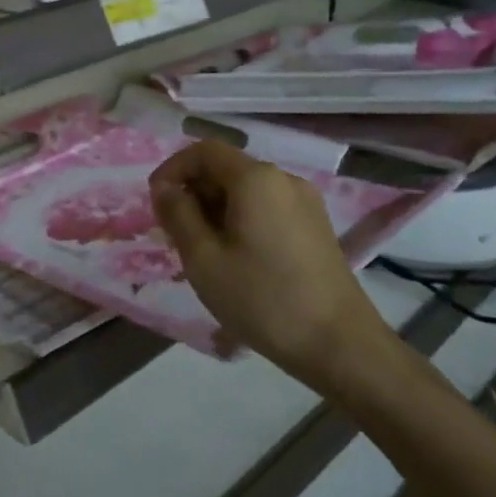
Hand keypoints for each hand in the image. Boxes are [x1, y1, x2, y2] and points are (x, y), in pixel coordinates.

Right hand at [150, 140, 395, 389]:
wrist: (341, 346)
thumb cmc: (263, 299)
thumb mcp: (204, 259)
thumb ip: (178, 215)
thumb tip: (164, 188)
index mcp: (256, 179)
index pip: (204, 151)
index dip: (173, 169)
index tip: (155, 201)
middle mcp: (283, 179)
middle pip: (227, 168)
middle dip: (194, 191)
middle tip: (174, 232)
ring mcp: (305, 202)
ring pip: (246, 190)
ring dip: (216, 208)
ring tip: (201, 249)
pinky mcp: (316, 226)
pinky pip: (267, 207)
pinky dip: (241, 219)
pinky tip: (235, 257)